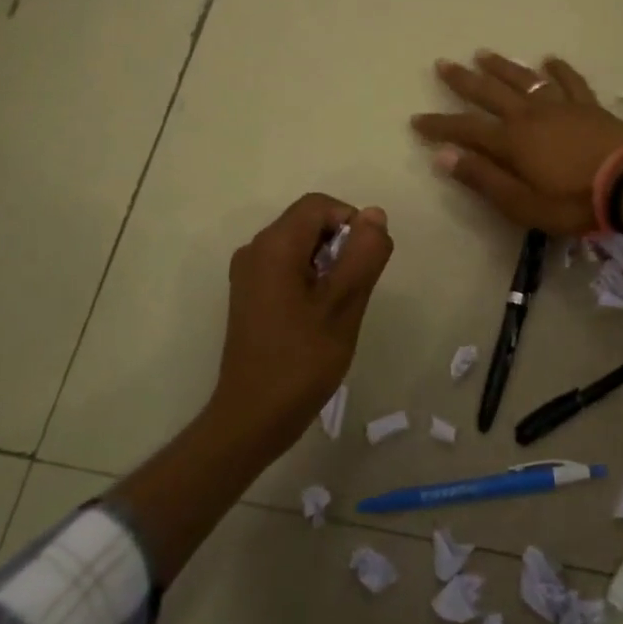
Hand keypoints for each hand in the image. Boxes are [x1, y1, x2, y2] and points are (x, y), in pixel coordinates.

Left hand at [211, 192, 393, 456]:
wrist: (252, 418)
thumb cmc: (302, 360)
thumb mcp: (344, 305)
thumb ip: (364, 254)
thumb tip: (375, 214)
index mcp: (274, 246)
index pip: (320, 206)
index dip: (351, 223)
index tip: (365, 264)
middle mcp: (255, 249)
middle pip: (308, 223)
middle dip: (341, 246)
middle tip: (354, 291)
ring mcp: (248, 273)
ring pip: (300, 246)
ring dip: (328, 264)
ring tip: (338, 308)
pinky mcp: (249, 295)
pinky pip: (287, 267)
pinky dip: (311, 278)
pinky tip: (319, 317)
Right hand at [410, 52, 622, 233]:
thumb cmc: (574, 201)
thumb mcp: (523, 203)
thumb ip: (484, 178)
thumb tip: (443, 157)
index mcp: (511, 141)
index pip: (465, 129)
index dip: (439, 125)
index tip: (417, 120)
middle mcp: (530, 115)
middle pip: (490, 92)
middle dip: (463, 80)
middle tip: (442, 64)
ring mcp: (561, 106)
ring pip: (524, 79)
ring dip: (502, 66)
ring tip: (482, 54)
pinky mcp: (588, 106)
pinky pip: (570, 81)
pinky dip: (558, 69)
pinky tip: (549, 60)